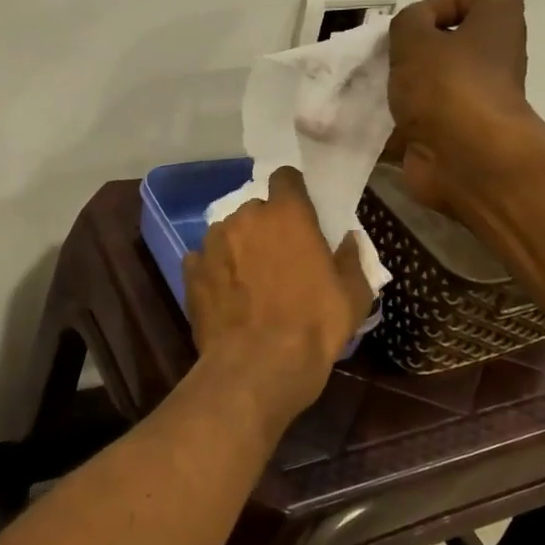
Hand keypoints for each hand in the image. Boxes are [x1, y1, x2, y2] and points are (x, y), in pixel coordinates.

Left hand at [183, 167, 373, 421]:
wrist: (257, 367)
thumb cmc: (314, 327)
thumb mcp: (353, 296)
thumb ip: (350, 259)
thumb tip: (347, 239)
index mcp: (287, 215)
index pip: (286, 178)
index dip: (293, 192)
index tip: (300, 212)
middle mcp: (245, 218)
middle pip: (255, 209)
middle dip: (266, 226)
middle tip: (278, 256)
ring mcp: (212, 243)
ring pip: (227, 233)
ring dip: (238, 247)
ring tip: (249, 280)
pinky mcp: (190, 271)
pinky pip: (204, 259)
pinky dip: (214, 270)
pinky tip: (225, 295)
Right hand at [387, 0, 536, 213]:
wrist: (465, 159)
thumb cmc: (447, 85)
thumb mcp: (414, 37)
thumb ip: (406, 23)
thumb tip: (410, 33)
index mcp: (498, 24)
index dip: (442, 5)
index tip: (411, 26)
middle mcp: (495, 59)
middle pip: (449, 45)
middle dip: (412, 52)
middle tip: (384, 58)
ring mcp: (476, 101)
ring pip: (432, 86)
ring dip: (401, 88)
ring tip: (370, 89)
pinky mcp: (456, 135)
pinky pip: (422, 122)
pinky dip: (397, 124)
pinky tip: (369, 122)